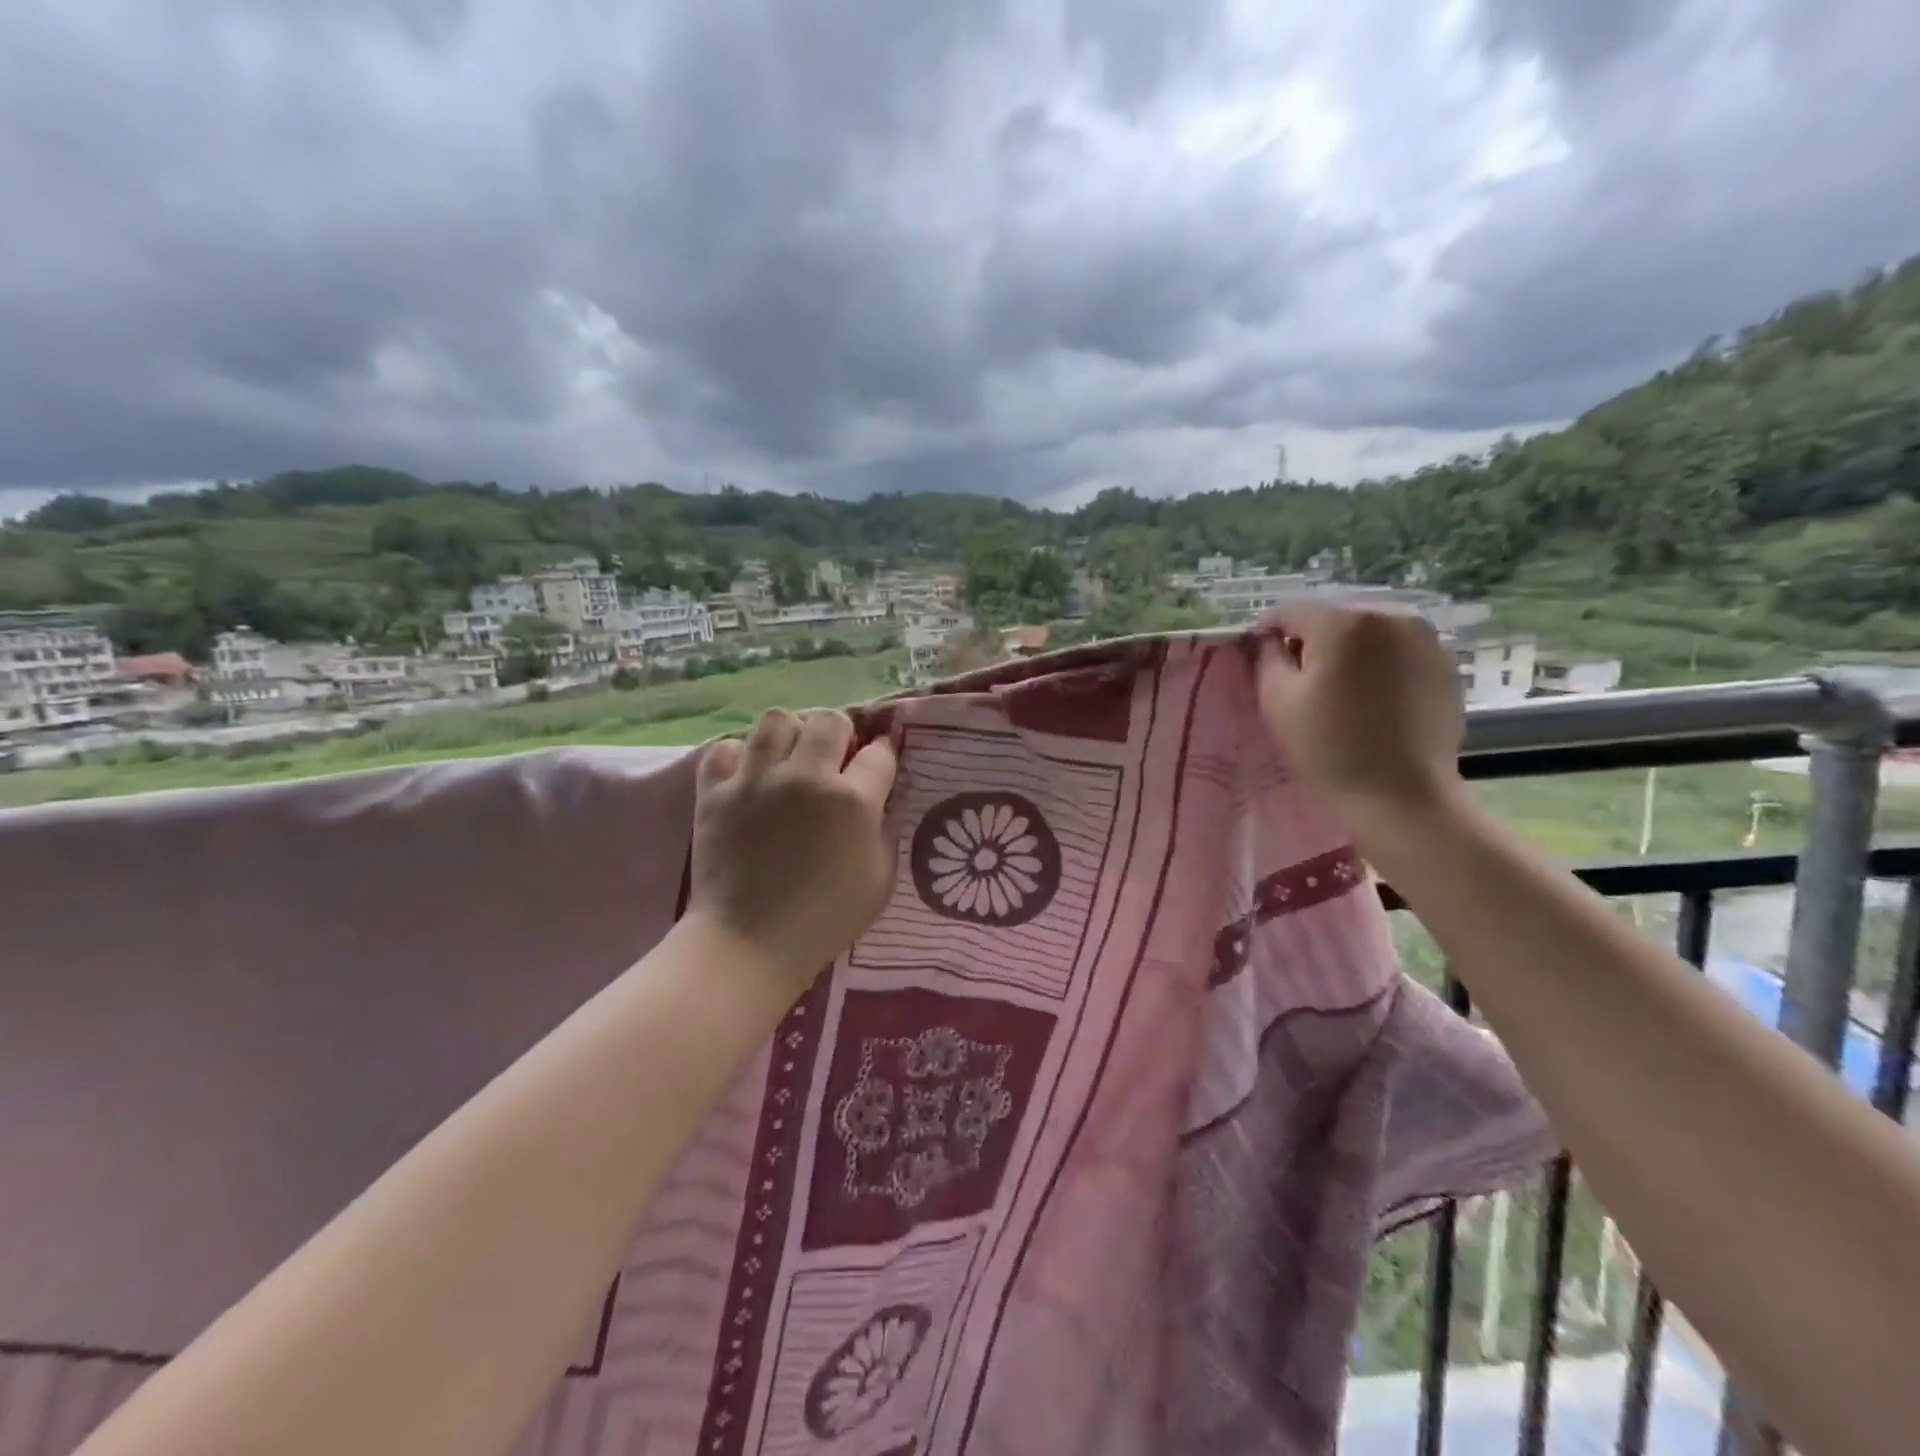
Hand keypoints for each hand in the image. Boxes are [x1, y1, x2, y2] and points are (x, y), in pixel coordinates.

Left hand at [687, 708, 898, 999]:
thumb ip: (885, 829)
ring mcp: (756, 781)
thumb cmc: (825, 919)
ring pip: (777, 719)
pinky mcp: (714, 792)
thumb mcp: (880, 879)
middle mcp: (806, 778)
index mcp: (853, 801)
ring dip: (790, 735)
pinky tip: (747, 777)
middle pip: (830, 720)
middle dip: (840, 734)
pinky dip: (739, 757)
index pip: (879, 752)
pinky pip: (726, 748)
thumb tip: (880, 796)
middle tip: (833, 759)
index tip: (877, 764)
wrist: (750, 943)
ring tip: (788, 759)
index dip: (882, 754)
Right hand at [1253, 602, 1465, 819]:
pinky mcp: (1444, 661)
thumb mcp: (1277, 700)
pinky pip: (1395, 648)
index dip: (1268, 632)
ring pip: (1366, 630)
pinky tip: (1370, 696)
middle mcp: (1391, 614)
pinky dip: (1376, 662)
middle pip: (1332, 616)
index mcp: (1345, 621)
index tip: (1259, 658)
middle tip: (1299, 678)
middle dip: (1310, 640)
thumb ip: (1267, 657)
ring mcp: (1425, 636)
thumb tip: (1271, 640)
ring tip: (1338, 688)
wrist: (1401, 795)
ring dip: (1345, 650)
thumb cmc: (1330, 748)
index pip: (1290, 610)